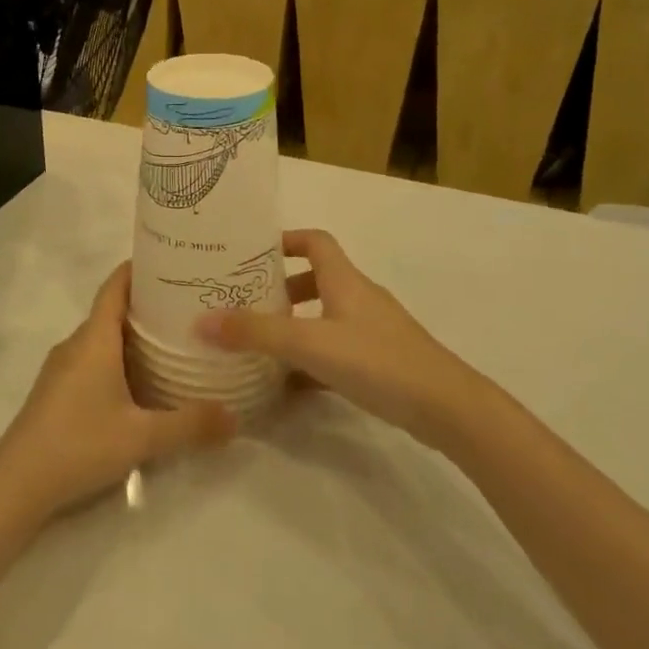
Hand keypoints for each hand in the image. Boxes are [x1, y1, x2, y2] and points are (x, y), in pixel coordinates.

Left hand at [0, 263, 235, 519]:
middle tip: (190, 307)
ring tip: (174, 342)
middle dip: (148, 305)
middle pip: (113, 310)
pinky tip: (142, 382)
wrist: (16, 484)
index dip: (139, 268)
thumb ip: (190, 425)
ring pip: (103, 338)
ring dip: (134, 335)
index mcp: (94, 339)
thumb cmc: (79, 444)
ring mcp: (62, 368)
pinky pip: (93, 360)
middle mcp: (76, 344)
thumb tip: (236, 417)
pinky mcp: (57, 391)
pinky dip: (119, 359)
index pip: (115, 286)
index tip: (173, 261)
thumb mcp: (142, 437)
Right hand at [194, 230, 468, 443]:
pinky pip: (336, 351)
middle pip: (316, 279)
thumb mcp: (309, 343)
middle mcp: (359, 297)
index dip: (285, 240)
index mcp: (345, 280)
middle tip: (245, 304)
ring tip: (259, 344)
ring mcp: (373, 331)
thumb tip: (201, 321)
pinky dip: (311, 360)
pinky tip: (289, 385)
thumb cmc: (377, 361)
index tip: (250, 254)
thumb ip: (256, 333)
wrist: (447, 408)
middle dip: (280, 288)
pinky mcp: (381, 362)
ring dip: (295, 325)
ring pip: (325, 317)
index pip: (314, 241)